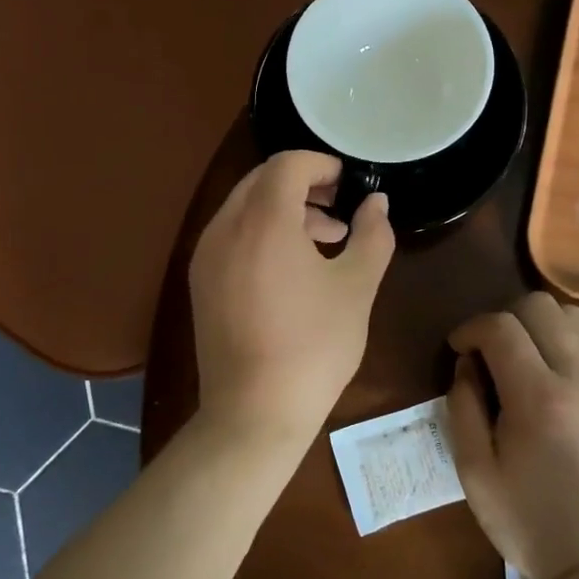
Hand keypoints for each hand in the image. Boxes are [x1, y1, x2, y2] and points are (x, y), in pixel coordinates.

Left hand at [189, 152, 395, 451]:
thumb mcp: (357, 287)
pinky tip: (293, 268)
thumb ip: (372, 233)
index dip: (322, 164)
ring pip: (246, 207)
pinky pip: (232, 234)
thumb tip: (377, 202)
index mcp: (263, 221)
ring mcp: (206, 255)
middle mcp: (225, 227)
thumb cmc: (314, 345)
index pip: (288, 164)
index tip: (349, 184)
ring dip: (285, 209)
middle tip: (340, 208)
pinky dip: (263, 232)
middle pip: (262, 180)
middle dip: (304, 185)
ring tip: (326, 240)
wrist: (254, 414)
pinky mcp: (201, 281)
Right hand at [446, 293, 578, 578]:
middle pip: (540, 306)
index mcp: (539, 399)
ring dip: (539, 325)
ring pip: (572, 316)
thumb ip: (463, 406)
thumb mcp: (474, 471)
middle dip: (505, 317)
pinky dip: (565, 343)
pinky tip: (552, 376)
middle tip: (490, 351)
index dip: (472, 328)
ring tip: (523, 357)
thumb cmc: (526, 520)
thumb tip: (467, 364)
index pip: (502, 327)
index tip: (459, 348)